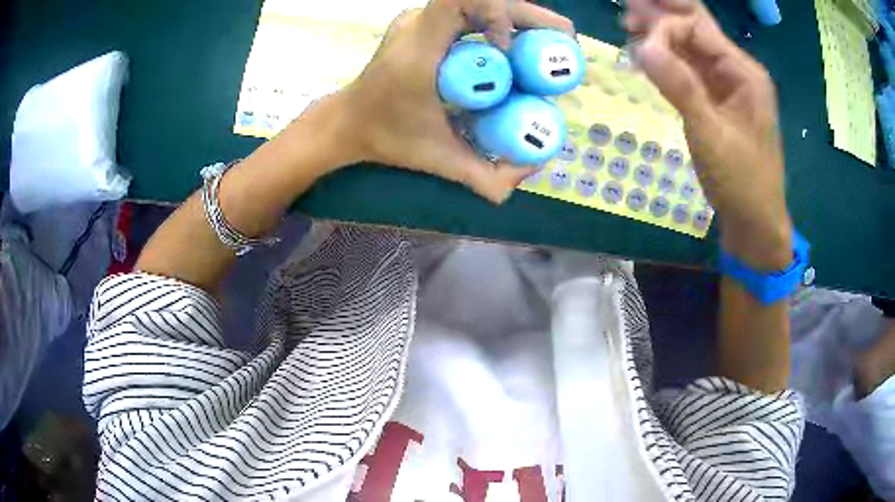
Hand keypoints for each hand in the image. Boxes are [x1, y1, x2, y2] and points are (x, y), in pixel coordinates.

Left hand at [331, 0, 573, 202]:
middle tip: (566, 42)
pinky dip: (501, 21)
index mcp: (419, 48)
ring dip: (519, 17)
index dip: (499, 11)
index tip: (511, 47)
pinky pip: (470, 12)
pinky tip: (519, 44)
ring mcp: (419, 19)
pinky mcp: (423, 22)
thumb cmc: (388, 138)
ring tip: (549, 43)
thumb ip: (487, 176)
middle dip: (531, 15)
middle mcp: (418, 23)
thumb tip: (534, 168)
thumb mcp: (440, 160)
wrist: (348, 122)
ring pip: (479, 2)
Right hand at [626, 1, 792, 269]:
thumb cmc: (741, 181)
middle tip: (626, 8)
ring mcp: (727, 86)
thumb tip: (642, 47)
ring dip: (661, 34)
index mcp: (743, 72)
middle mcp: (736, 71)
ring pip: (691, 47)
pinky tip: (648, 57)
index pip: (697, 28)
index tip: (637, 45)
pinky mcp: (718, 102)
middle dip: (662, 15)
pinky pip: (691, 70)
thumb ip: (680, 87)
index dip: (665, 28)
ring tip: (629, 26)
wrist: (754, 222)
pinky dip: (669, 60)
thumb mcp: (711, 134)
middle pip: (695, 28)